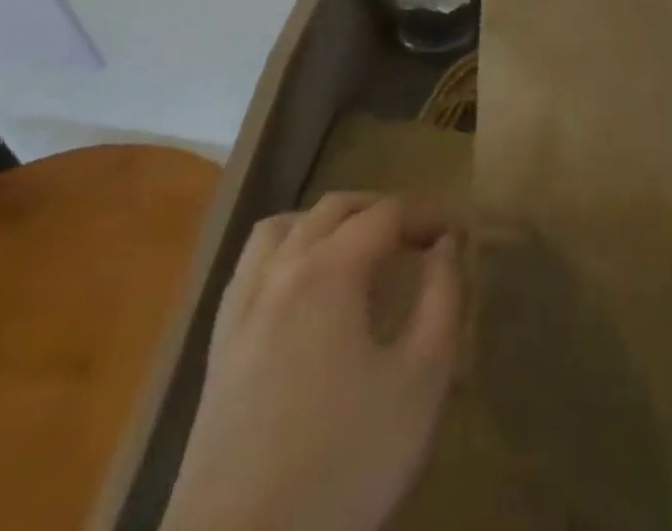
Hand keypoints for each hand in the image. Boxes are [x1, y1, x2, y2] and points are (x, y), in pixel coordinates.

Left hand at [164, 192, 461, 530]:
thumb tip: (446, 245)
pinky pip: (249, 267)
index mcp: (329, 271)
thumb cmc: (344, 464)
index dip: (424, 215)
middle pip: (333, 209)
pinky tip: (300, 289)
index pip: (385, 213)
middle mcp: (280, 271)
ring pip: (282, 227)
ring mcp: (241, 307)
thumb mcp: (420, 382)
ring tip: (356, 248)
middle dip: (380, 210)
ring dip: (325, 222)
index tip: (453, 235)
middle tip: (416, 238)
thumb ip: (441, 299)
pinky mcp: (218, 347)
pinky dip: (283, 252)